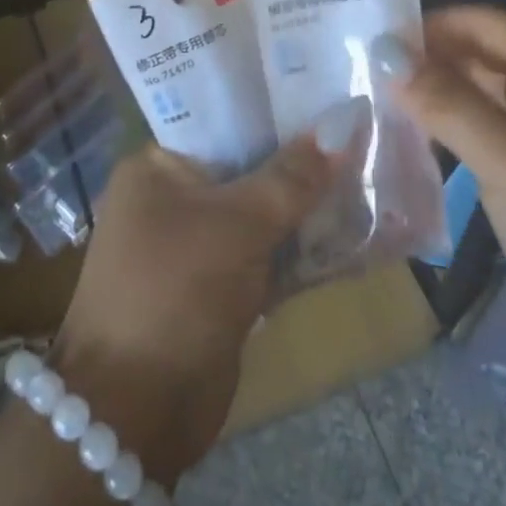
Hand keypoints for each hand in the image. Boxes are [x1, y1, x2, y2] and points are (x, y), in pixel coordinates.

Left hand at [51, 138, 344, 481]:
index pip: (222, 117)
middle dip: (301, 158)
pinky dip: (303, 247)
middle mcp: (173, 196)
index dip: (274, 105)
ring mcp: (197, 244)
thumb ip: (291, 176)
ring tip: (370, 173)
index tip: (328, 91)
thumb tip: (345, 123)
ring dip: (308, 204)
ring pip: (262, 210)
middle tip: (361, 131)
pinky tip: (356, 232)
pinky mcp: (219, 287)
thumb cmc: (174, 293)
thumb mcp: (236, 225)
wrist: (135, 414)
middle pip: (247, 164)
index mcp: (157, 165)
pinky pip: (268, 253)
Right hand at [373, 6, 505, 372]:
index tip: (377, 36)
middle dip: (431, 59)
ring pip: (483, 102)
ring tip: (377, 98)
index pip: (492, 25)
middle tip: (366, 68)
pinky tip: (412, 140)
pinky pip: (486, 142)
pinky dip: (450, 134)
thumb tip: (383, 52)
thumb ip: (446, 101)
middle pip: (487, 60)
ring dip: (436, 97)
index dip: (436, 23)